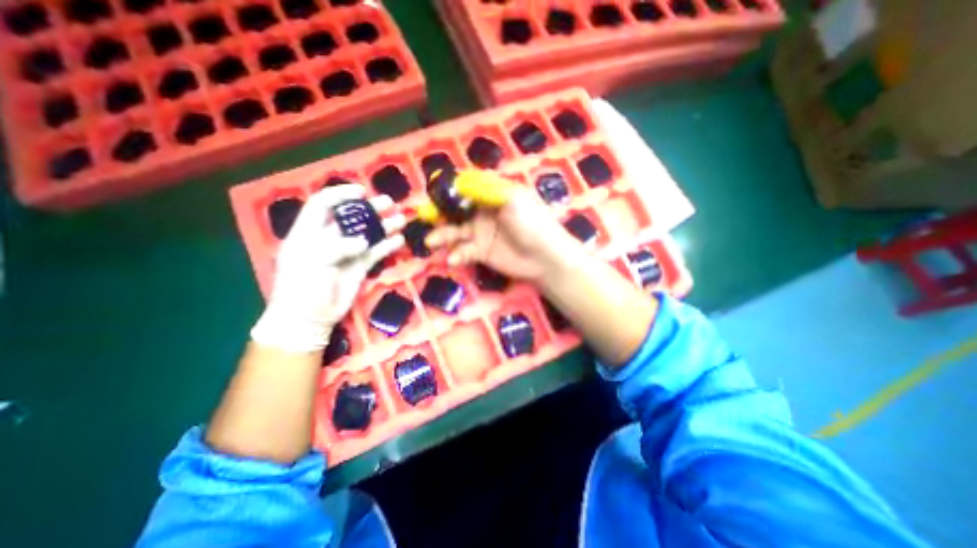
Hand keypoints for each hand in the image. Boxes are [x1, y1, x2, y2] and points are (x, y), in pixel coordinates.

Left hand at [252, 187, 407, 351]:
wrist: (310, 317)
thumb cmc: (302, 287)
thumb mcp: (311, 262)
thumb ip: (336, 247)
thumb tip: (363, 241)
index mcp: (309, 231)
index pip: (323, 204)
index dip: (341, 194)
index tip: (361, 191)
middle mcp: (330, 238)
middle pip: (351, 217)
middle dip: (370, 208)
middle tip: (389, 203)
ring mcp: (348, 252)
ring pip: (368, 234)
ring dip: (383, 225)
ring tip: (400, 220)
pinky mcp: (360, 266)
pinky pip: (376, 252)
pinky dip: (387, 245)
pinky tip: (399, 240)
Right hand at [425, 185, 577, 279]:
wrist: (545, 258)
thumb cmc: (533, 223)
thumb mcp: (512, 200)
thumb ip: (485, 190)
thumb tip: (459, 180)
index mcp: (492, 195)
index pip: (466, 187)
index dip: (449, 189)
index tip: (432, 192)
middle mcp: (483, 212)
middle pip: (455, 210)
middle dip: (440, 213)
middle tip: (425, 217)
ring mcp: (480, 233)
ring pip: (455, 231)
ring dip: (443, 235)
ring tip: (433, 242)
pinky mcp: (480, 252)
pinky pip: (463, 251)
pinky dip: (457, 254)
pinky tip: (455, 259)